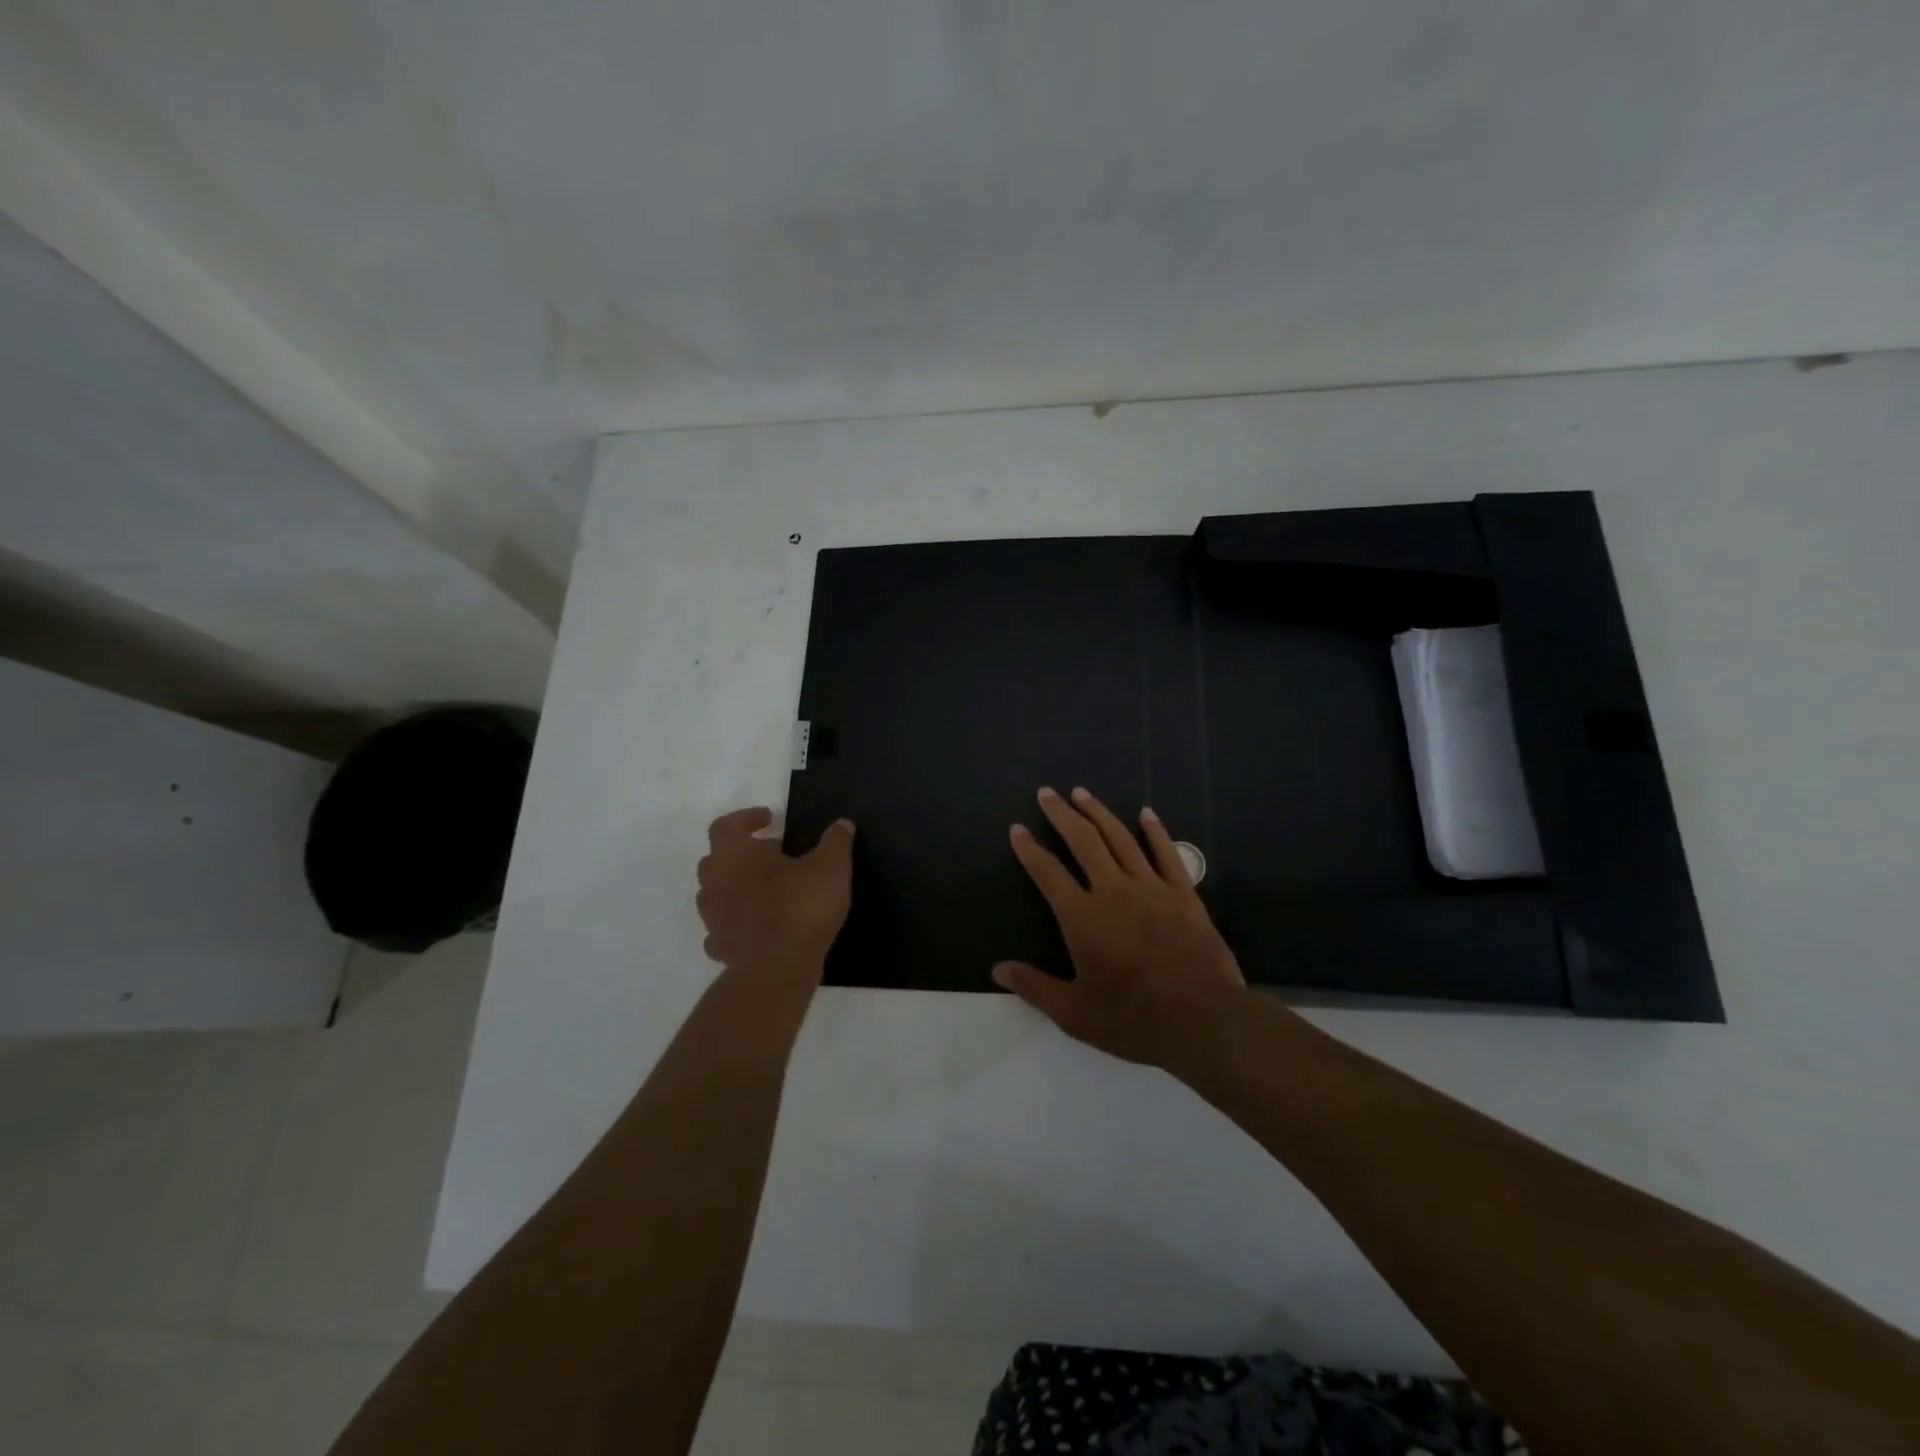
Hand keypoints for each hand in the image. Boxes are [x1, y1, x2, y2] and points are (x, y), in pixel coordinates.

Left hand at [696, 808, 854, 982]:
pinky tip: (759, 927)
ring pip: (716, 894)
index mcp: (735, 854)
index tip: (771, 820)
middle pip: (716, 859)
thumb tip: (842, 824)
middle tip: (772, 856)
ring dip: (736, 888)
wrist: (778, 968)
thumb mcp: (831, 866)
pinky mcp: (720, 947)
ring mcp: (713, 917)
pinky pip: (723, 928)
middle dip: (741, 854)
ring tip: (768, 891)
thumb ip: (836, 841)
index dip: (746, 818)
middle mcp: (715, 882)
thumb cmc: (801, 906)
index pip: (726, 825)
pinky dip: (737, 923)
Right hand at [996, 786, 1245, 1064]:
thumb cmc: (1132, 1019)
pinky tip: (1146, 813)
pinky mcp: (1183, 894)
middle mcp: (1112, 891)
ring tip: (1082, 792)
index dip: (1029, 849)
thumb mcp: (1074, 1013)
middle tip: (1047, 793)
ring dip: (1099, 813)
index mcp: (1082, 917)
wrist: (1202, 1019)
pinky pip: (1166, 853)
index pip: (1048, 873)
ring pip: (1120, 838)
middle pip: (1083, 841)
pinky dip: (1155, 830)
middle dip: (1061, 814)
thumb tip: (997, 970)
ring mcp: (1151, 888)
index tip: (1017, 829)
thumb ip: (1034, 987)